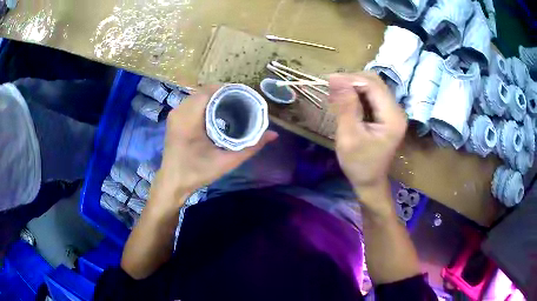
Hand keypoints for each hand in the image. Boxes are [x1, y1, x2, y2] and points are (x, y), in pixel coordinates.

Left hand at [148, 86, 277, 212]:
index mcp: (189, 119)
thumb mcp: (226, 161)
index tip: (245, 95)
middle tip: (241, 101)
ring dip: (214, 97)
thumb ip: (251, 147)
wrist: (173, 182)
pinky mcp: (174, 118)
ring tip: (232, 104)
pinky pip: (192, 102)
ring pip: (198, 95)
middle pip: (204, 91)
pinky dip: (205, 103)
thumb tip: (274, 134)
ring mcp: (175, 113)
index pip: (209, 91)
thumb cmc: (197, 173)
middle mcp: (179, 111)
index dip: (228, 89)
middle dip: (223, 93)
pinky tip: (216, 111)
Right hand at [329, 73, 406, 212]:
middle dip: (352, 81)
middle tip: (332, 87)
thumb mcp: (349, 136)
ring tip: (336, 94)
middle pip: (375, 82)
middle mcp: (397, 110)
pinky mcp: (387, 115)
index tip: (329, 80)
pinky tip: (345, 100)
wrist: (369, 182)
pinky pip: (372, 96)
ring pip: (373, 87)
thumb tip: (335, 78)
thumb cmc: (359, 164)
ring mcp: (393, 112)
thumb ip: (345, 106)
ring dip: (354, 86)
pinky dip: (357, 94)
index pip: (373, 85)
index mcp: (392, 117)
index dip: (351, 79)